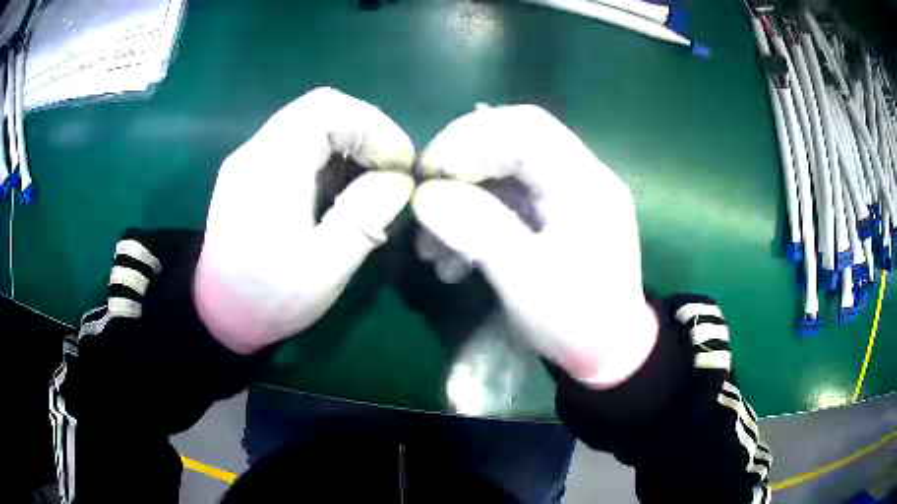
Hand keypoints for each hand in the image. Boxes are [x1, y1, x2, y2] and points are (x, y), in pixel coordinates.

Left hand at [194, 88, 414, 353]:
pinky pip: (297, 143)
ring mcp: (251, 159)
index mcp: (270, 168)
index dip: (372, 127)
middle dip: (365, 132)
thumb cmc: (269, 297)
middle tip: (389, 170)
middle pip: (319, 108)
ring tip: (369, 181)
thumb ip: (364, 218)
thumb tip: (399, 180)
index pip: (326, 109)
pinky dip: (329, 155)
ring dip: (348, 143)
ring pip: (309, 122)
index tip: (399, 165)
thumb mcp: (324, 268)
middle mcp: (256, 151)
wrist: (220, 314)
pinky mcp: (252, 171)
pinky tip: (339, 188)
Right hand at [412, 105, 657, 387]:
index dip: (470, 138)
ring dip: (463, 201)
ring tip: (431, 249)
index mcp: (584, 182)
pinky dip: (476, 221)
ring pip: (505, 176)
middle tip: (424, 201)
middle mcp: (580, 177)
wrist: (610, 355)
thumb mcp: (526, 279)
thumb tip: (426, 195)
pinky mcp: (556, 218)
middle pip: (512, 144)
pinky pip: (509, 203)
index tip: (429, 172)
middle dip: (461, 169)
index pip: (525, 127)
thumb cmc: (577, 322)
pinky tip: (453, 258)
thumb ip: (477, 228)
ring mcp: (568, 197)